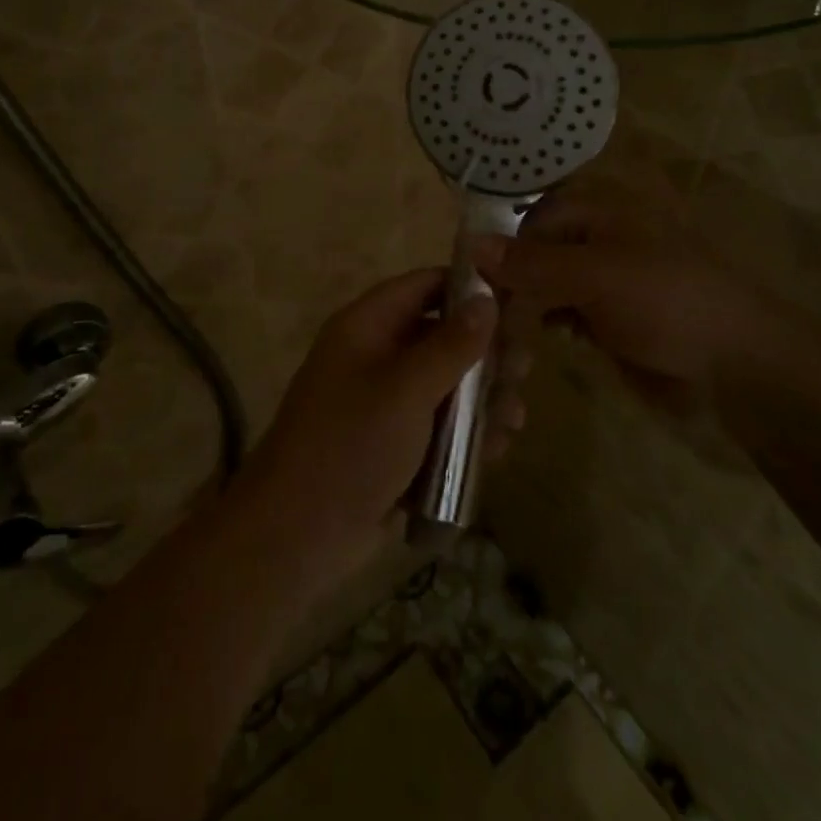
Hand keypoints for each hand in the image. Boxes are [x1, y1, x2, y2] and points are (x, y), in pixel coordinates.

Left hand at [237, 269, 528, 586]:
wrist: (296, 535)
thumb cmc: (351, 445)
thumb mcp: (406, 389)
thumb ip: (451, 344)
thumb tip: (488, 299)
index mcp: (367, 327)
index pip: (423, 285)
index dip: (467, 288)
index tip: (516, 302)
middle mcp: (375, 356)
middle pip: (440, 337)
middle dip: (484, 355)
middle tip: (524, 370)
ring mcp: (384, 403)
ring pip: (445, 386)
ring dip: (481, 400)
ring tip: (514, 418)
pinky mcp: (394, 445)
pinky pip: (438, 426)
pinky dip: (466, 434)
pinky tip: (497, 449)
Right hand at [473, 187, 787, 406]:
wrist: (738, 361)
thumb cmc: (668, 301)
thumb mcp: (596, 276)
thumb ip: (533, 263)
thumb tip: (471, 245)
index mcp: (599, 210)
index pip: (531, 218)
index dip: (502, 247)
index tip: (473, 284)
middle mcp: (596, 237)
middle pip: (535, 251)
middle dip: (508, 281)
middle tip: (480, 318)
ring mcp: (602, 278)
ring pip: (544, 284)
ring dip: (521, 307)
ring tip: (496, 336)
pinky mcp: (606, 315)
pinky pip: (561, 312)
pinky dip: (542, 325)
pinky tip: (525, 346)